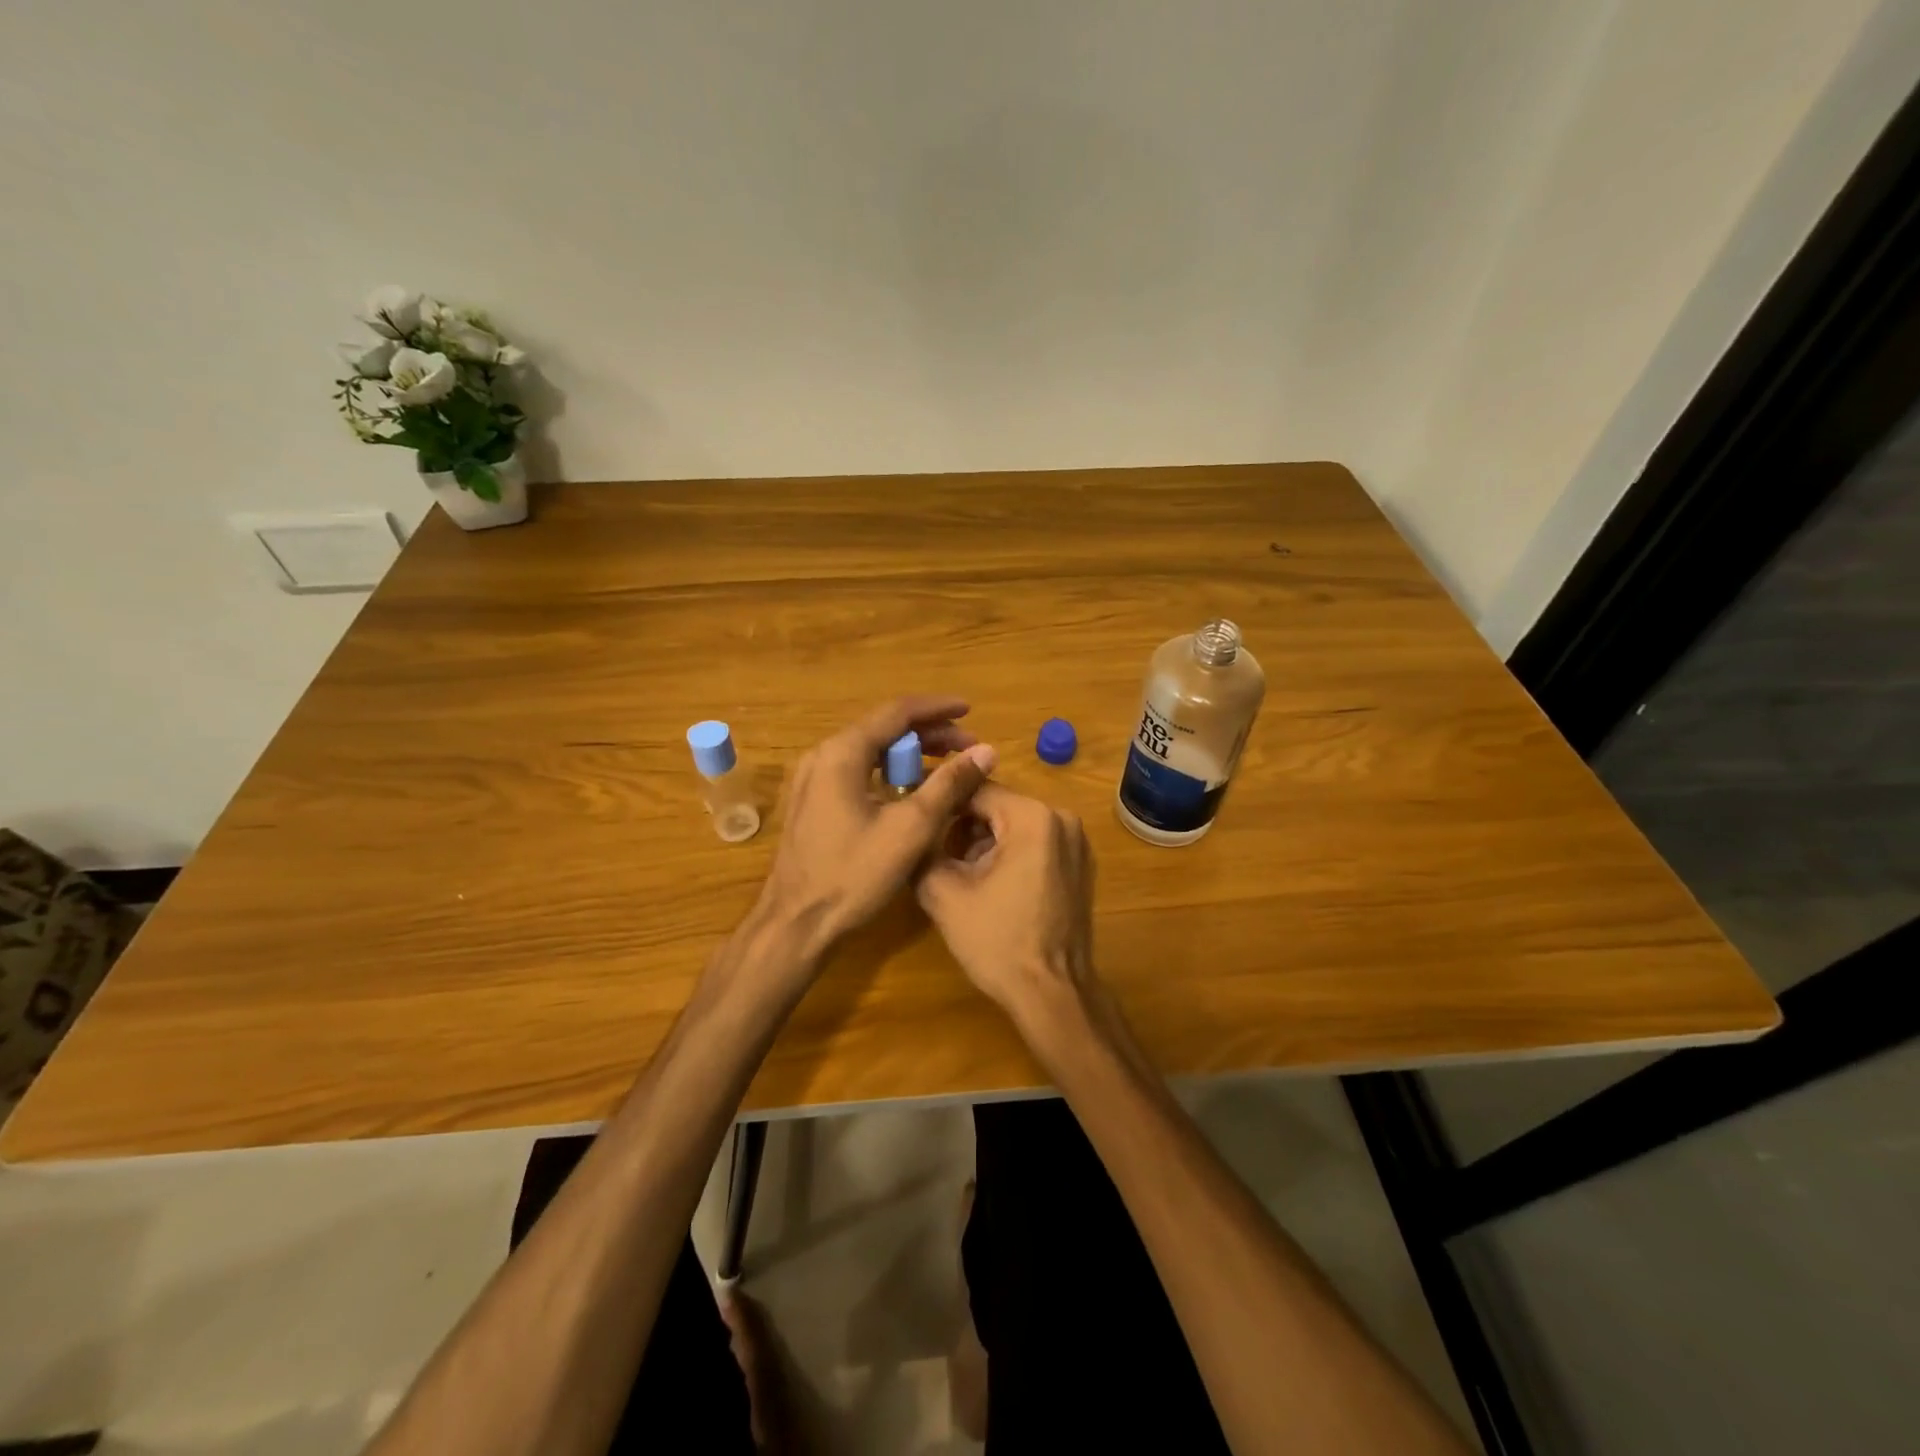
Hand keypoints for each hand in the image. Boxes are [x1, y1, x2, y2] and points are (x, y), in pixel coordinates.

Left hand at [761, 697, 997, 956]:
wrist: (795, 925)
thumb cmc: (853, 876)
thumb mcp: (910, 829)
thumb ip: (949, 784)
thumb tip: (986, 752)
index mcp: (842, 753)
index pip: (897, 712)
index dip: (938, 709)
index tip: (970, 710)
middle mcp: (822, 755)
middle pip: (883, 728)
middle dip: (928, 733)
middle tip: (967, 748)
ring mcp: (812, 779)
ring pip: (870, 750)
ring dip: (910, 753)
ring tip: (947, 765)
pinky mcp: (812, 801)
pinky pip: (857, 771)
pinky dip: (888, 771)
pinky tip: (911, 789)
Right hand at [916, 783, 1094, 1018]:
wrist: (1052, 994)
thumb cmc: (997, 942)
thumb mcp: (943, 893)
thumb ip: (921, 849)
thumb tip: (909, 828)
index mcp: (1032, 817)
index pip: (975, 789)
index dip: (940, 800)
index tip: (913, 811)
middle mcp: (1061, 818)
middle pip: (996, 806)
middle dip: (962, 827)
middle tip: (935, 856)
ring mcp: (1076, 842)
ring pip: (1013, 824)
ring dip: (983, 842)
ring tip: (960, 877)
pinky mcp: (1079, 864)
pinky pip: (1034, 843)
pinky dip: (1008, 854)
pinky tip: (990, 886)